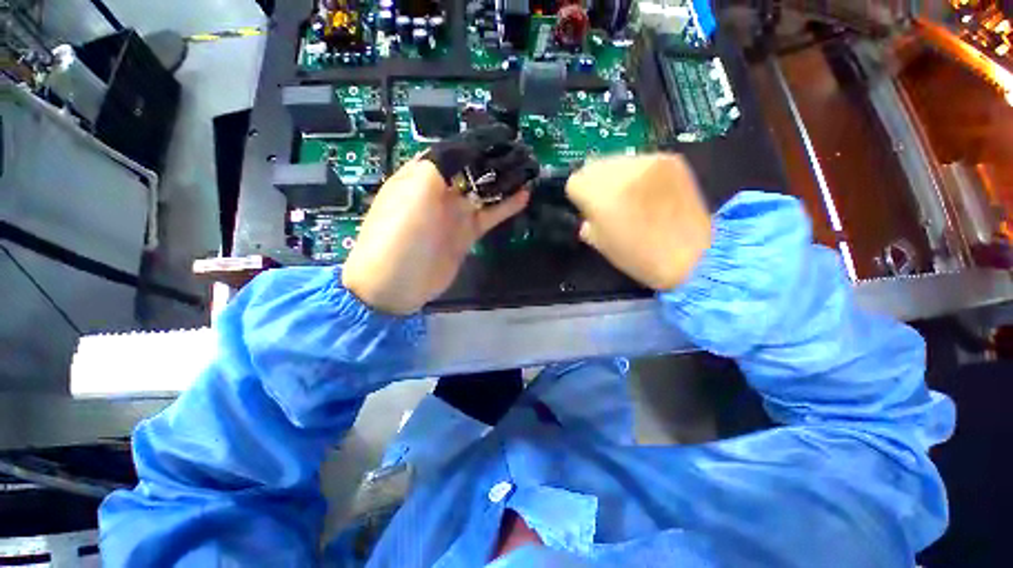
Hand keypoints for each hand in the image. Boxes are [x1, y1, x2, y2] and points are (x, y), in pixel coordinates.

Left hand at [342, 126, 536, 314]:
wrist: (397, 284)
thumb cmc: (400, 235)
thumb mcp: (415, 193)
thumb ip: (440, 167)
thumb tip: (467, 148)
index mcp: (421, 177)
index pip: (451, 151)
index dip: (475, 142)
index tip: (502, 135)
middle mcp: (438, 193)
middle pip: (470, 170)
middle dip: (493, 160)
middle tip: (521, 152)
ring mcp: (453, 215)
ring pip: (482, 192)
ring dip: (503, 182)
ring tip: (527, 170)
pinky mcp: (466, 235)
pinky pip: (488, 216)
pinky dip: (505, 207)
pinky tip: (523, 196)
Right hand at [565, 154, 711, 290]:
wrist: (693, 255)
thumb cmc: (639, 257)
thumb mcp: (599, 243)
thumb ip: (587, 220)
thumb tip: (588, 209)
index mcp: (602, 195)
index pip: (575, 181)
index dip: (579, 197)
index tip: (587, 208)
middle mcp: (622, 171)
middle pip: (593, 165)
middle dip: (595, 183)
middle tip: (606, 202)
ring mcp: (648, 161)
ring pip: (616, 160)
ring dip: (615, 176)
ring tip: (630, 197)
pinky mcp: (670, 159)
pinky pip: (639, 161)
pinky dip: (637, 174)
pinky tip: (648, 192)